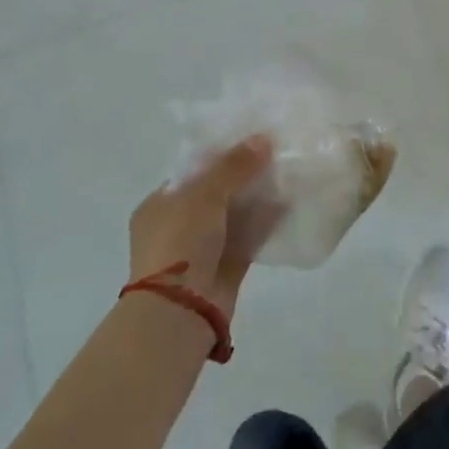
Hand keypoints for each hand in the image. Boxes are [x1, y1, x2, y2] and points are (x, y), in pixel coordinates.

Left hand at [128, 135, 279, 313]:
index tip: (250, 141)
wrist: (181, 310)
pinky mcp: (225, 268)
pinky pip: (249, 238)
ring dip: (257, 199)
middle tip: (275, 155)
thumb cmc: (180, 242)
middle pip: (216, 193)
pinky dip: (265, 224)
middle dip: (244, 177)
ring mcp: (201, 250)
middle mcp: (178, 226)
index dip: (220, 155)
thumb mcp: (204, 194)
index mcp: (159, 205)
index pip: (192, 172)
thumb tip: (264, 138)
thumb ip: (235, 166)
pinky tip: (289, 205)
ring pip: (234, 216)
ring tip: (287, 174)